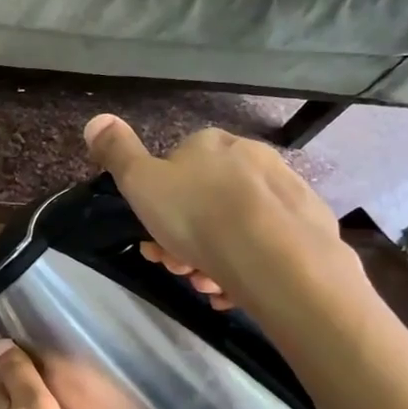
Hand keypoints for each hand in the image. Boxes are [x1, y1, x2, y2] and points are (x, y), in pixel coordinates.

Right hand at [82, 114, 365, 327]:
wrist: (276, 259)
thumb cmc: (198, 217)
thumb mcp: (140, 183)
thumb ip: (117, 152)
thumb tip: (97, 119)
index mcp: (211, 144)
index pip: (175, 169)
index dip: (157, 208)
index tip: (152, 240)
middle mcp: (253, 156)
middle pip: (205, 201)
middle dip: (184, 238)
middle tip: (178, 268)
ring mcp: (287, 189)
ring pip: (235, 226)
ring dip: (213, 257)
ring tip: (208, 285)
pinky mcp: (311, 225)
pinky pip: (266, 245)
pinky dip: (247, 267)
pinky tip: (236, 289)